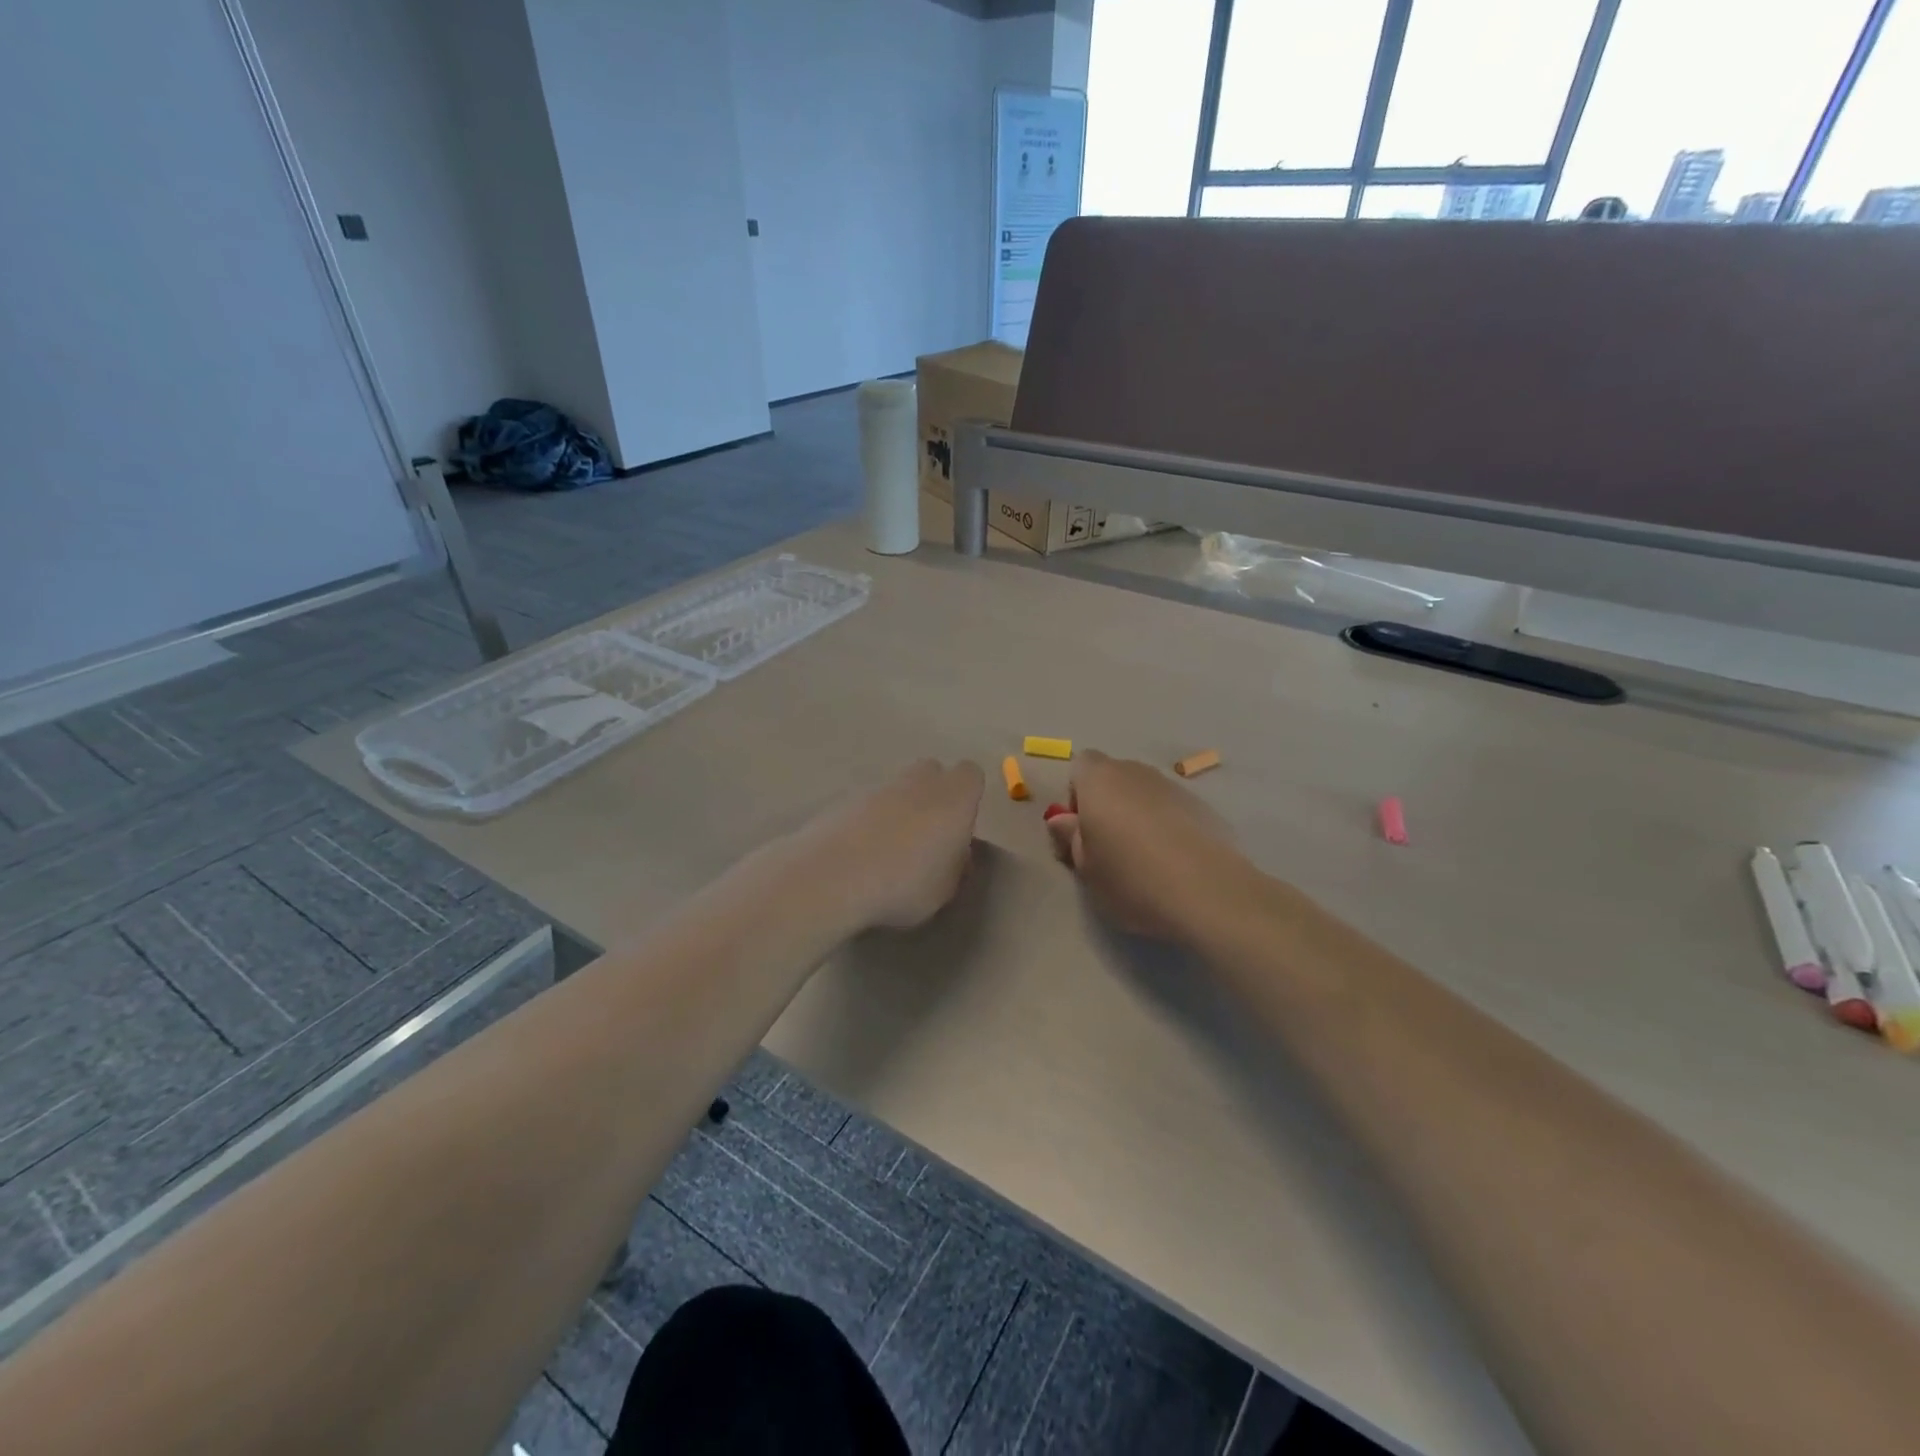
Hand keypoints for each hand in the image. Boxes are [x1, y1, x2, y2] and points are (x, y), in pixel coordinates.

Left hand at [784, 759, 984, 931]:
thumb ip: (955, 866)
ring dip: (898, 809)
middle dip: (932, 795)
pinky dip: (868, 822)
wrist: (834, 875)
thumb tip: (954, 854)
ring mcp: (878, 786)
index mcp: (954, 797)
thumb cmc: (905, 883)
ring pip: (897, 788)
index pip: (971, 775)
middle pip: (932, 772)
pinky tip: (861, 855)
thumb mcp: (945, 889)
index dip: (968, 797)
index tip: (960, 827)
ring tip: (889, 851)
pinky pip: (867, 805)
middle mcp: (919, 782)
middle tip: (927, 834)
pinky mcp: (845, 799)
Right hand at [1045, 750, 1247, 941]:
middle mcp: (1135, 771)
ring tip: (1143, 858)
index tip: (1081, 831)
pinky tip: (1172, 861)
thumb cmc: (1130, 877)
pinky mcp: (1203, 806)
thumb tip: (1061, 819)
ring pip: (1143, 793)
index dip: (1076, 796)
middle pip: (1113, 777)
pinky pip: (1171, 809)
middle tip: (1107, 848)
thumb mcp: (1085, 868)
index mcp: (1099, 779)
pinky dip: (1166, 826)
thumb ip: (1070, 837)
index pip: (1080, 765)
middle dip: (1106, 804)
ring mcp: (1173, 786)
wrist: (1207, 892)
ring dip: (1137, 815)